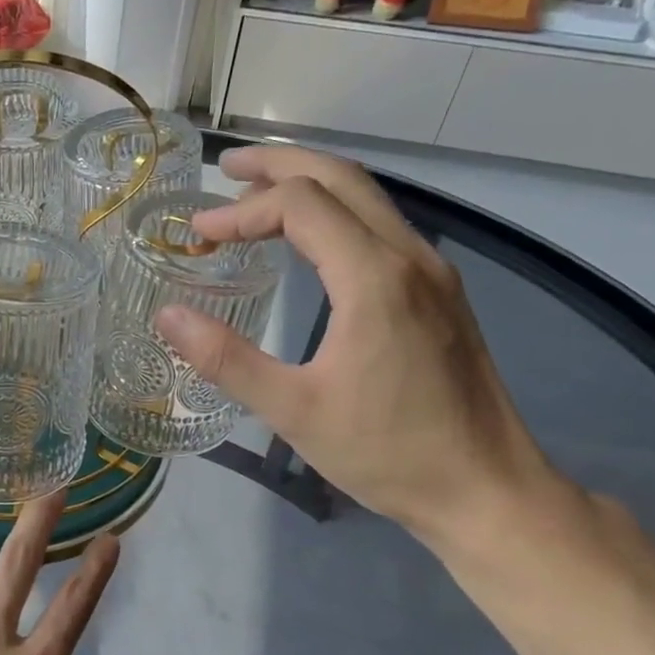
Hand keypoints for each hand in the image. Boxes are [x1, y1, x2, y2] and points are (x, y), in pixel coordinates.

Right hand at [155, 145, 561, 550]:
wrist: (487, 489)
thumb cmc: (388, 452)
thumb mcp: (293, 411)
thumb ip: (226, 359)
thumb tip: (167, 315)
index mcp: (375, 278)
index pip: (300, 206)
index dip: (240, 212)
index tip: (197, 236)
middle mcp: (410, 257)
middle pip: (341, 177)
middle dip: (279, 165)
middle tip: (225, 169)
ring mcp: (432, 271)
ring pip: (367, 197)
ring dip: (309, 184)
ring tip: (256, 196)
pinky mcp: (440, 293)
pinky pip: (381, 226)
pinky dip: (335, 213)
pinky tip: (308, 242)